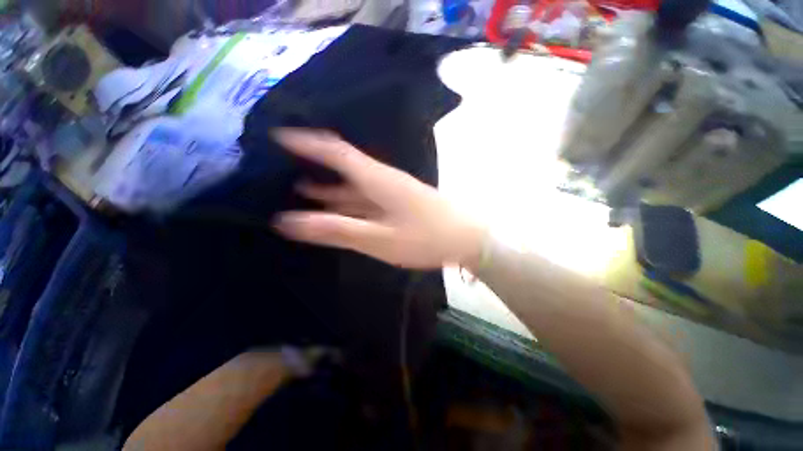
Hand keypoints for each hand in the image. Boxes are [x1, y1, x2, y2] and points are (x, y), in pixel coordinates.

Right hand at [272, 128, 486, 268]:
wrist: (467, 239)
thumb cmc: (426, 238)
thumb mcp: (378, 238)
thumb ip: (337, 229)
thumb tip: (289, 221)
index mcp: (377, 179)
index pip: (336, 152)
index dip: (308, 143)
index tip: (280, 136)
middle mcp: (382, 179)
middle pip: (344, 166)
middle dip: (315, 164)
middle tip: (284, 166)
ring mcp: (392, 191)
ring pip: (355, 184)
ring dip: (330, 186)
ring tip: (301, 187)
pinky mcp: (399, 203)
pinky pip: (367, 198)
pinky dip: (348, 201)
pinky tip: (338, 207)